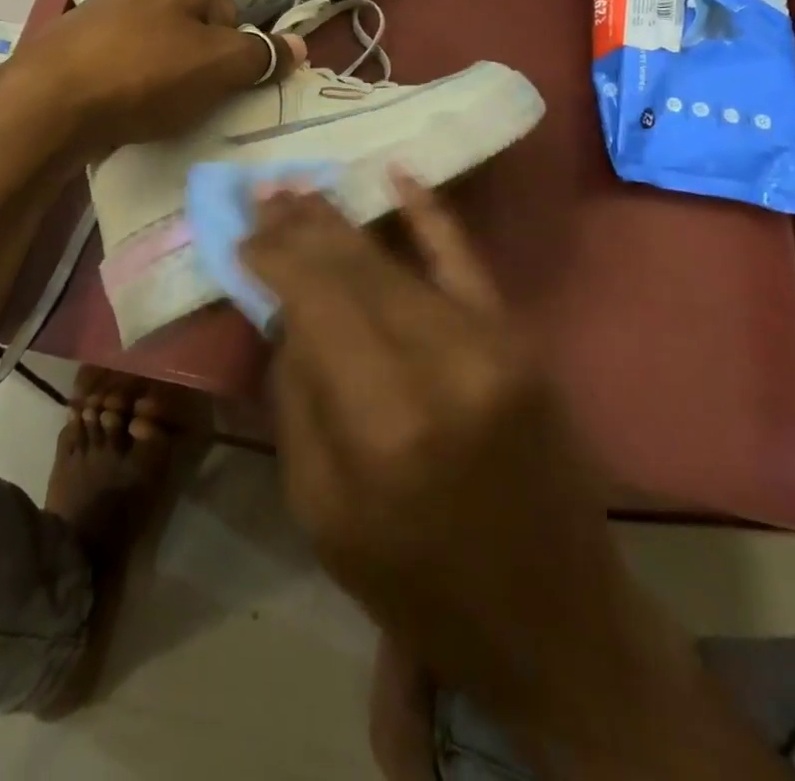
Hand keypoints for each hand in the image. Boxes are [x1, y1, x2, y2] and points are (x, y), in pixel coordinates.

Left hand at [0, 0, 303, 156]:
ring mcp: (105, 6)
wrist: (49, 100)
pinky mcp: (77, 38)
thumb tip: (300, 45)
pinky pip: (123, 61)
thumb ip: (263, 56)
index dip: (232, 56)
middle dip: (197, 67)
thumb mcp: (219, 67)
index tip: (216, 86)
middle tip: (188, 101)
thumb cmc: (146, 74)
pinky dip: (129, 83)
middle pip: (196, 31)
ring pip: (159, 48)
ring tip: (153, 108)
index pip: (232, 17)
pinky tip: (121, 106)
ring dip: (164, 78)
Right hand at [241, 178, 779, 779]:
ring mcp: (491, 342)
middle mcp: (440, 364)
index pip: (314, 300)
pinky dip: (430, 214)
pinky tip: (398, 174)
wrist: (553, 619)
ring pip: (396, 260)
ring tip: (300, 188)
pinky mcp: (520, 338)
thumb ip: (298, 396)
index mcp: (381, 421)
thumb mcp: (320, 509)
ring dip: (342, 221)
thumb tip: (284, 310)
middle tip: (263, 192)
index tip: (241, 232)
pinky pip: (466, 260)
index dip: (273, 257)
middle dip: (299, 227)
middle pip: (352, 269)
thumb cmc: (416, 580)